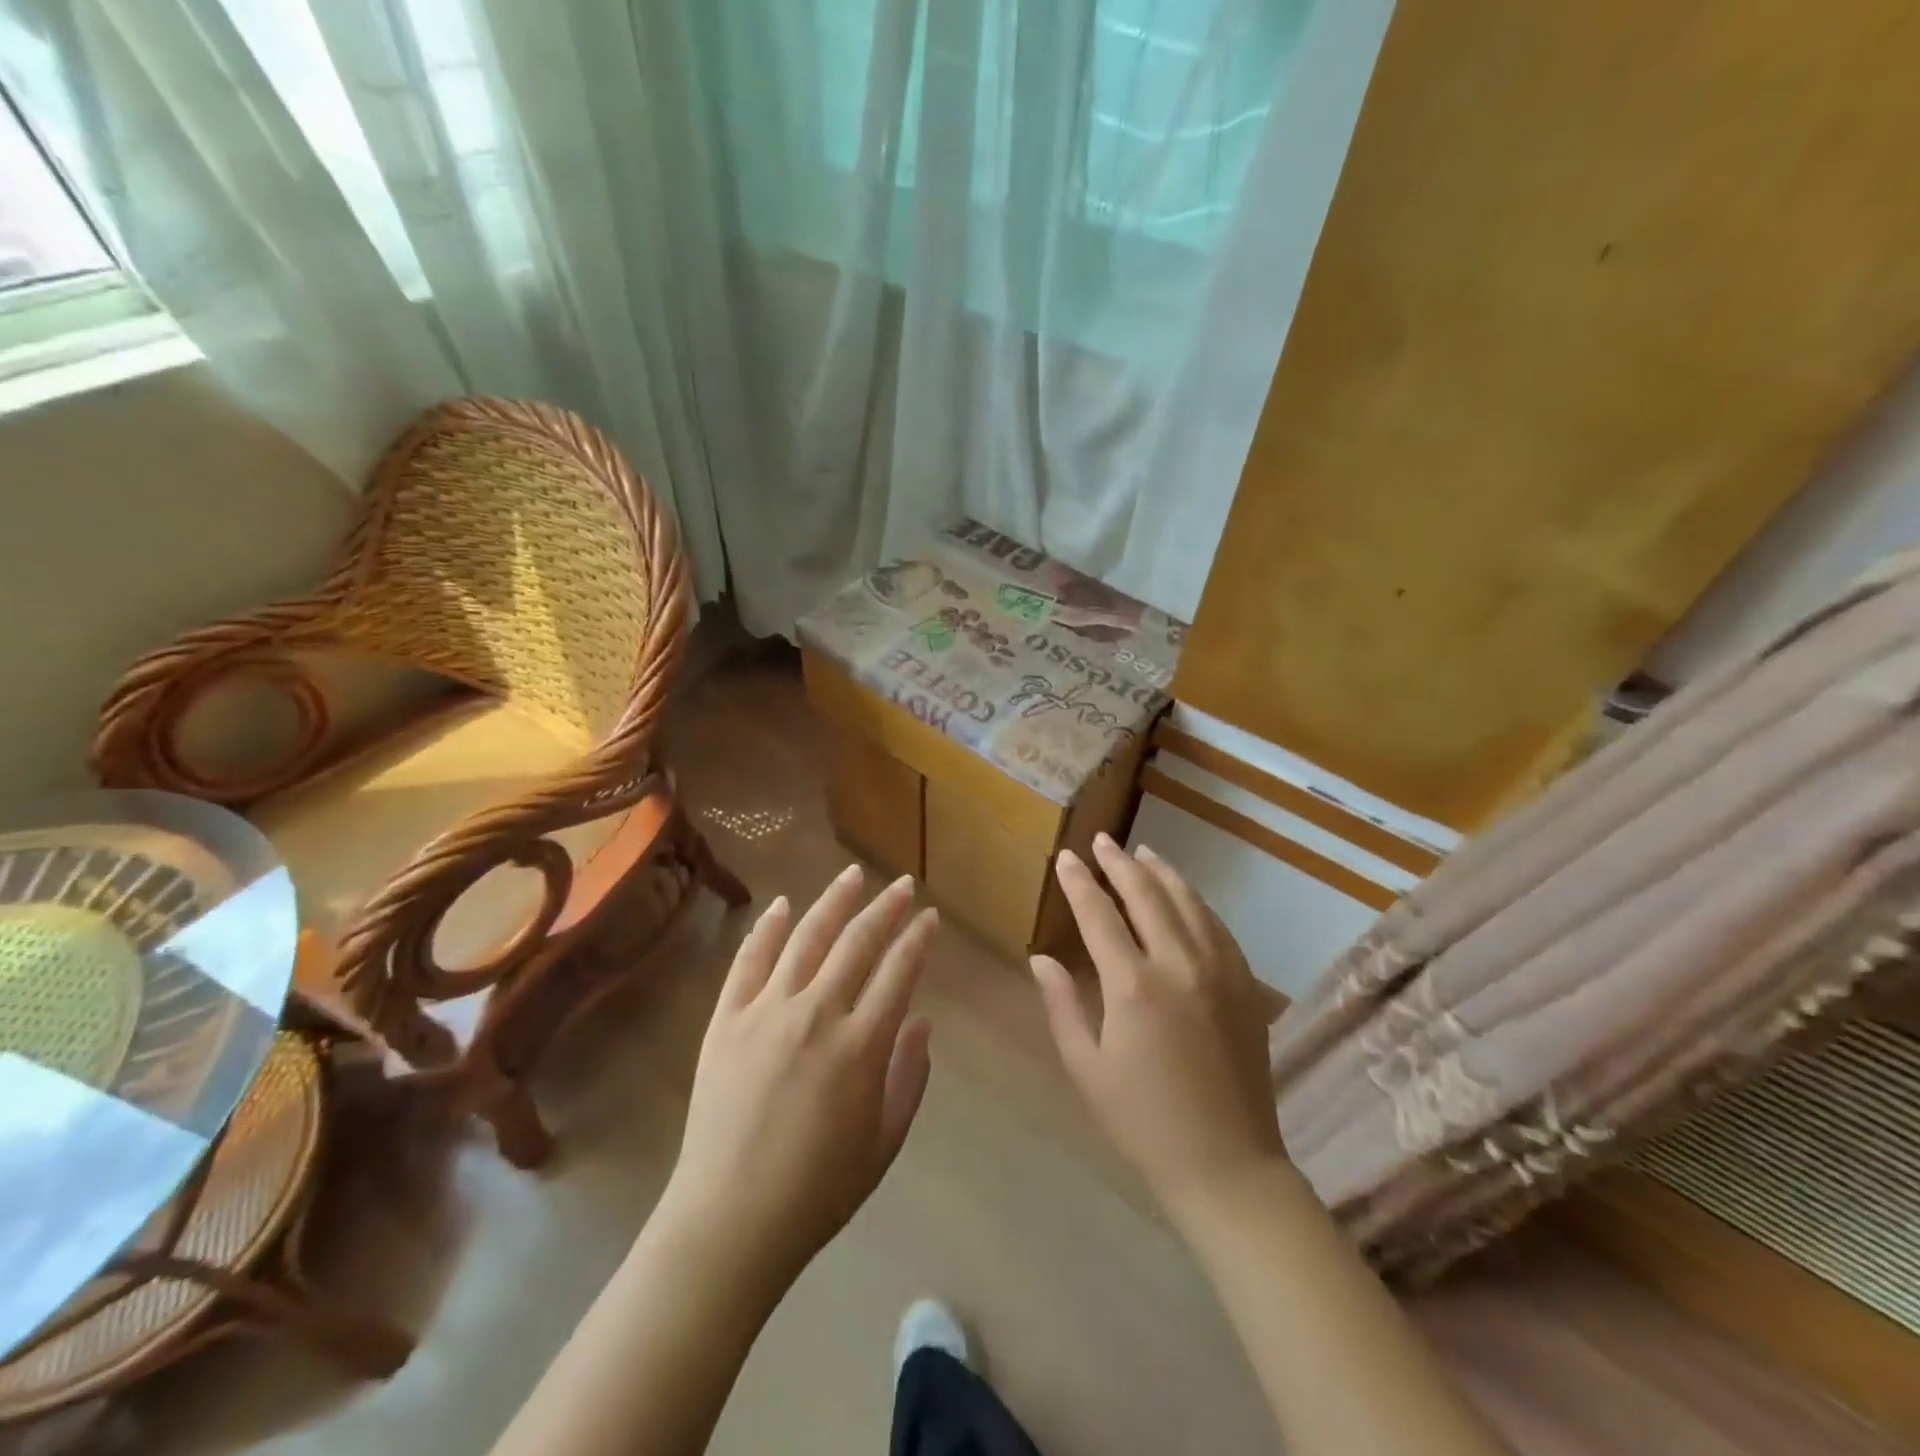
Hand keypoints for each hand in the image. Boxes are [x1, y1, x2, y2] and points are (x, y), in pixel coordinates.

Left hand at [659, 866, 937, 1292]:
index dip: (918, 938)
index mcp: (862, 1044)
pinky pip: (749, 960)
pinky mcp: (726, 1020)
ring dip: (833, 901)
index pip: (899, 971)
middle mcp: (817, 1013)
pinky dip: (768, 928)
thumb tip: (921, 1020)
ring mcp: (766, 1011)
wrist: (729, 1221)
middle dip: (885, 907)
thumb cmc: (818, 1190)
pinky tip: (783, 905)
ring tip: (853, 875)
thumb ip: (910, 1076)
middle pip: (858, 942)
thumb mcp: (884, 1141)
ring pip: (807, 937)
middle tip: (901, 884)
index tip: (930, 917)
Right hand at [1032, 835, 1285, 1222]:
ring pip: (1188, 902)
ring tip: (1142, 854)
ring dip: (1161, 873)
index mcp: (1133, 986)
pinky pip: (1218, 927)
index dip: (1079, 882)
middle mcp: (1180, 964)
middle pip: (1147, 894)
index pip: (1099, 914)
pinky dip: (1196, 902)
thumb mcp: (1086, 1068)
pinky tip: (1184, 896)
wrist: (1228, 1166)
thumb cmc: (1143, 1122)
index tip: (1066, 857)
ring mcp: (1220, 971)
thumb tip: (1041, 958)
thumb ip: (1061, 1005)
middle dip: (1120, 863)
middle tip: (1102, 841)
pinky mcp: (1246, 985)